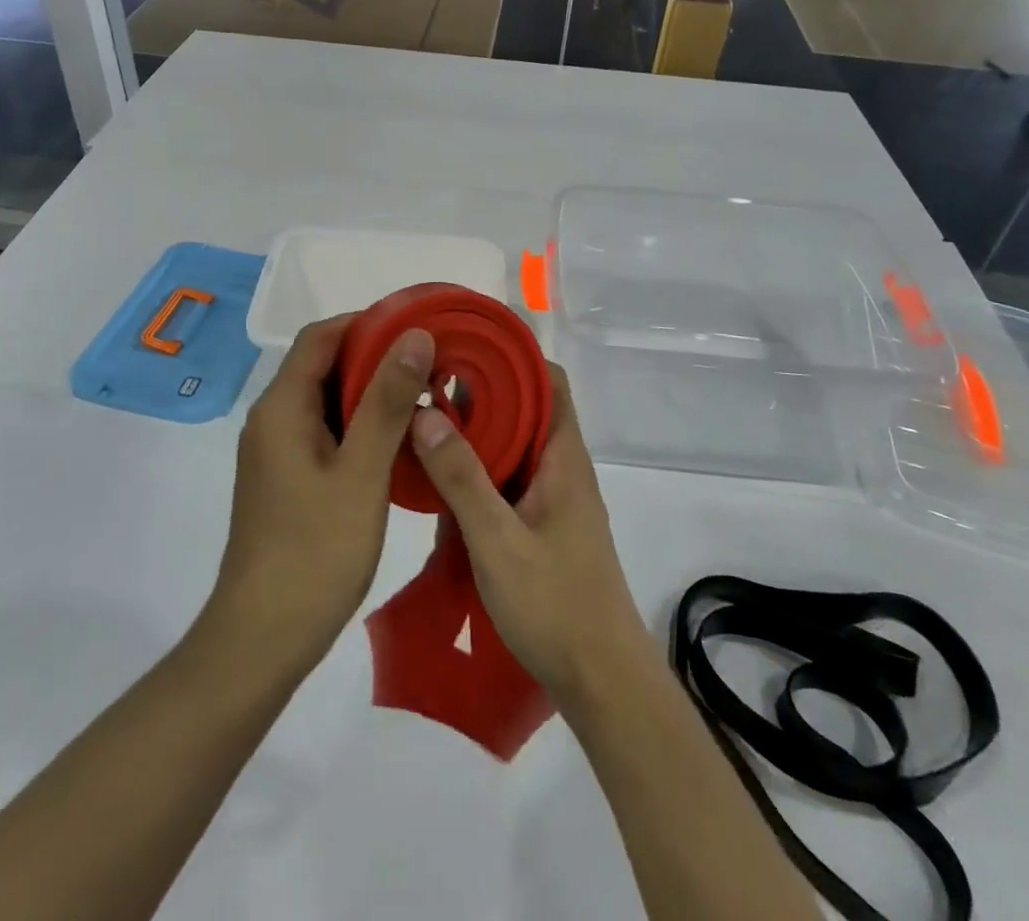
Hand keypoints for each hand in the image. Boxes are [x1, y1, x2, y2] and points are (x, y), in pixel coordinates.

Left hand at [206, 315, 435, 677]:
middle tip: (430, 363)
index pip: (321, 337)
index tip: (416, 327)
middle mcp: (273, 419)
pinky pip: (325, 431)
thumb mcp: (361, 471)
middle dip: (375, 356)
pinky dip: (360, 424)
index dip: (366, 322)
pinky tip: (398, 440)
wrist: (263, 638)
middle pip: (323, 365)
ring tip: (424, 395)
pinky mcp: (287, 478)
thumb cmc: (315, 551)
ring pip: (327, 400)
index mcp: (282, 407)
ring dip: (370, 392)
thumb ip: (387, 401)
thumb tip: (415, 336)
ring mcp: (277, 451)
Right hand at [410, 364, 653, 699]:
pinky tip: (442, 481)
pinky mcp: (544, 527)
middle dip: (482, 392)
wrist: (603, 682)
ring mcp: (555, 499)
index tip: (464, 346)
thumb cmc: (555, 604)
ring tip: (426, 422)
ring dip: (478, 433)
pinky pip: (510, 480)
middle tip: (429, 383)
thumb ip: (462, 478)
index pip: (549, 381)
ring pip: (516, 446)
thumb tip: (426, 414)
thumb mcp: (498, 540)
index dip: (512, 356)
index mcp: (563, 458)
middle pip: (527, 409)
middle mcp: (563, 468)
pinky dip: (481, 470)